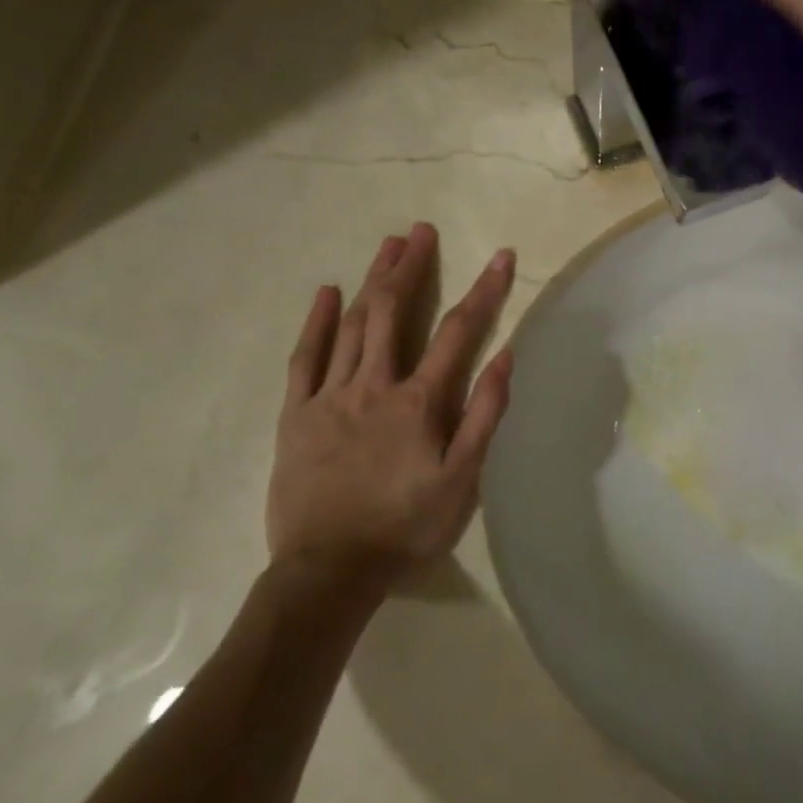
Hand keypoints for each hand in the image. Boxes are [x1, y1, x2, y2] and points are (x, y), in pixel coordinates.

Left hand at [268, 223, 515, 587]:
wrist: (328, 571)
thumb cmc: (405, 527)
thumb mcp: (462, 480)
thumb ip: (484, 416)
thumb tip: (505, 358)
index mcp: (419, 402)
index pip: (459, 332)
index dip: (484, 291)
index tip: (503, 256)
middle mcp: (374, 385)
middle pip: (395, 313)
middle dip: (411, 268)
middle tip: (421, 231)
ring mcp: (330, 396)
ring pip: (354, 326)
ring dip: (373, 282)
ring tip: (387, 246)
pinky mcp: (297, 414)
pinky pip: (305, 358)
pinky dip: (317, 323)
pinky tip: (326, 293)